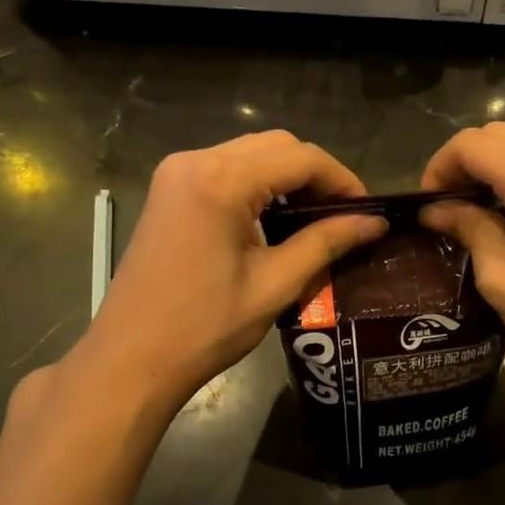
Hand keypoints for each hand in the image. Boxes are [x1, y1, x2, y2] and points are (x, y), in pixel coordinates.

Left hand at [68, 132, 384, 419]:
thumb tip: (374, 222)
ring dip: (288, 176)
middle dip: (316, 174)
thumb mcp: (275, 284)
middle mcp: (195, 161)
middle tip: (343, 216)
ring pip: (252, 152)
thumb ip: (326, 242)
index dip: (341, 180)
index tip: (367, 212)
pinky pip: (227, 167)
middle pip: (276, 145)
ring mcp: (177, 172)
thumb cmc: (204, 328)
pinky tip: (275, 218)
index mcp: (221, 181)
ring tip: (315, 218)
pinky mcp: (169, 189)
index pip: (300, 158)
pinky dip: (259, 182)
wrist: (130, 359)